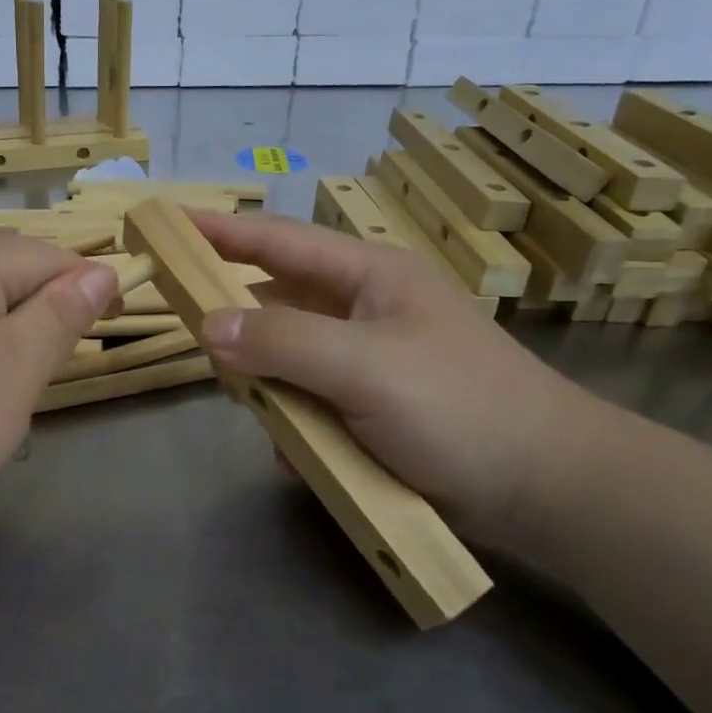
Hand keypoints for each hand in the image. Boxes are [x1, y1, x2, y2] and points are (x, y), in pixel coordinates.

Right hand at [190, 210, 604, 539]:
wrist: (544, 488)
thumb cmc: (460, 407)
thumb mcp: (367, 367)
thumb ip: (284, 340)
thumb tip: (209, 325)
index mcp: (368, 276)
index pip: (278, 241)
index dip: (221, 231)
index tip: (167, 224)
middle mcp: (361, 310)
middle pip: (276, 302)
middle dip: (240, 328)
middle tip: (207, 352)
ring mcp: (365, 361)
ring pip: (286, 360)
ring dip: (271, 390)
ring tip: (273, 421)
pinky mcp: (368, 407)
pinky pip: (307, 404)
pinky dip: (297, 428)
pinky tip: (304, 458)